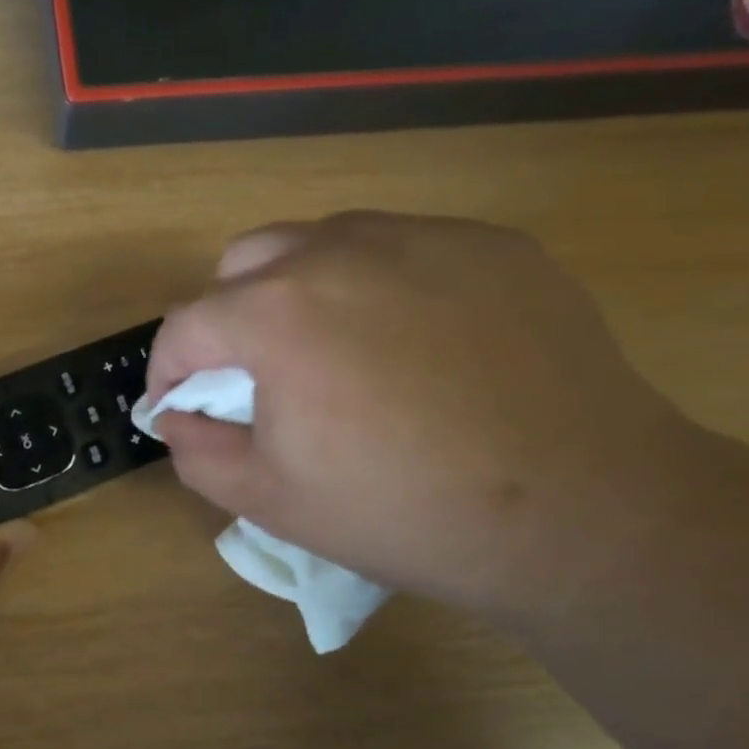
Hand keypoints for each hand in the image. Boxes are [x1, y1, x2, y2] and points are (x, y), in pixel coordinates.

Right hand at [145, 212, 715, 622]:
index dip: (167, 371)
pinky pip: (405, 249)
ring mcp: (424, 237)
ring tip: (336, 355)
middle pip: (244, 263)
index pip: (185, 325)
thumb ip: (196, 452)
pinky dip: (381, 286)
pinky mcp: (492, 245)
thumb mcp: (270, 501)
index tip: (177, 407)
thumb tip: (175, 416)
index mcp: (276, 313)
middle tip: (257, 377)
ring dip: (300, 292)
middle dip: (228, 319)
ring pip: (323, 242)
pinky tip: (417, 348)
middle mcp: (340, 251)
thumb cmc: (405, 511)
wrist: (581, 510)